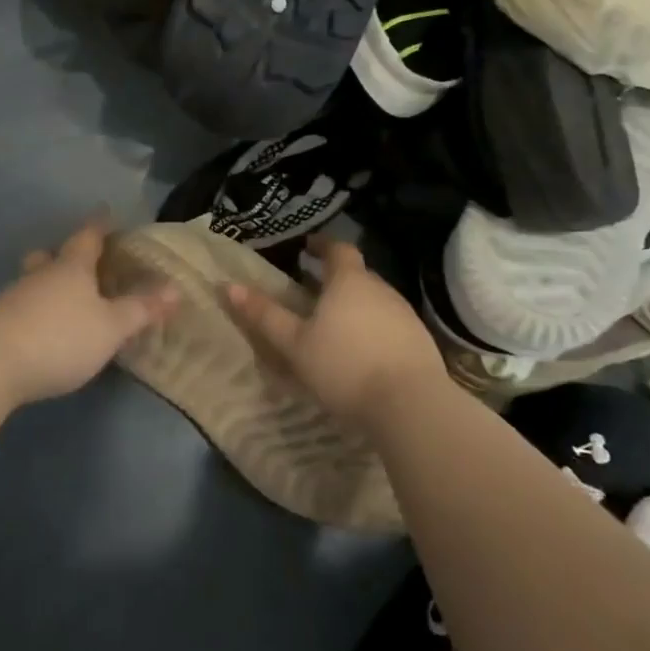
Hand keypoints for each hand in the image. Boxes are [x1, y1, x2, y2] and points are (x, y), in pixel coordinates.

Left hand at [0, 219, 178, 405]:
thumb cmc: (60, 336)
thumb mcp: (110, 328)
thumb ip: (140, 309)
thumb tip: (176, 289)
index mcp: (72, 267)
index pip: (88, 236)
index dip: (99, 225)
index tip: (106, 213)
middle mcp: (41, 275)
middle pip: (51, 256)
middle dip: (64, 255)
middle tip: (79, 261)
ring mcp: (13, 298)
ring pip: (33, 282)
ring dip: (47, 286)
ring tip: (63, 301)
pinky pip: (21, 308)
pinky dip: (35, 312)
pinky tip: (42, 331)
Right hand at [225, 236, 447, 425]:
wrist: (411, 405)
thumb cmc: (344, 366)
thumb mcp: (294, 344)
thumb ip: (264, 315)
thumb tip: (229, 286)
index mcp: (349, 281)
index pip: (338, 249)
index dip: (322, 245)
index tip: (307, 248)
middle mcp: (381, 289)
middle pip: (357, 275)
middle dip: (336, 279)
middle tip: (313, 291)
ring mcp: (405, 315)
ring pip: (375, 300)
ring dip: (355, 306)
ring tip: (335, 325)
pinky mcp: (420, 342)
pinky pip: (390, 325)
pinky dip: (373, 329)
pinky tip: (362, 353)